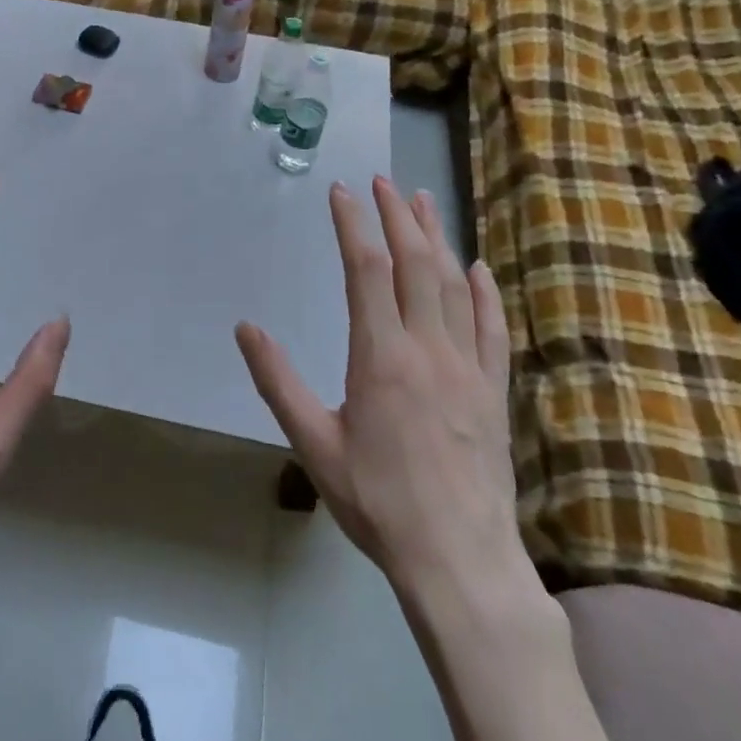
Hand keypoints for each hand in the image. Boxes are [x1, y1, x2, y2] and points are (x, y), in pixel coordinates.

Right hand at [235, 176, 518, 592]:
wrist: (459, 559)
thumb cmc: (377, 502)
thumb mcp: (313, 444)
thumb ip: (278, 381)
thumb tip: (246, 328)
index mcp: (381, 357)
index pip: (367, 271)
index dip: (353, 225)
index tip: (341, 192)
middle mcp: (429, 349)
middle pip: (416, 264)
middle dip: (398, 217)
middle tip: (383, 182)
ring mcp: (468, 367)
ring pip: (454, 286)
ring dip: (438, 239)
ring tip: (423, 203)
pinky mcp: (493, 389)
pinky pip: (492, 327)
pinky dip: (484, 291)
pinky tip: (477, 268)